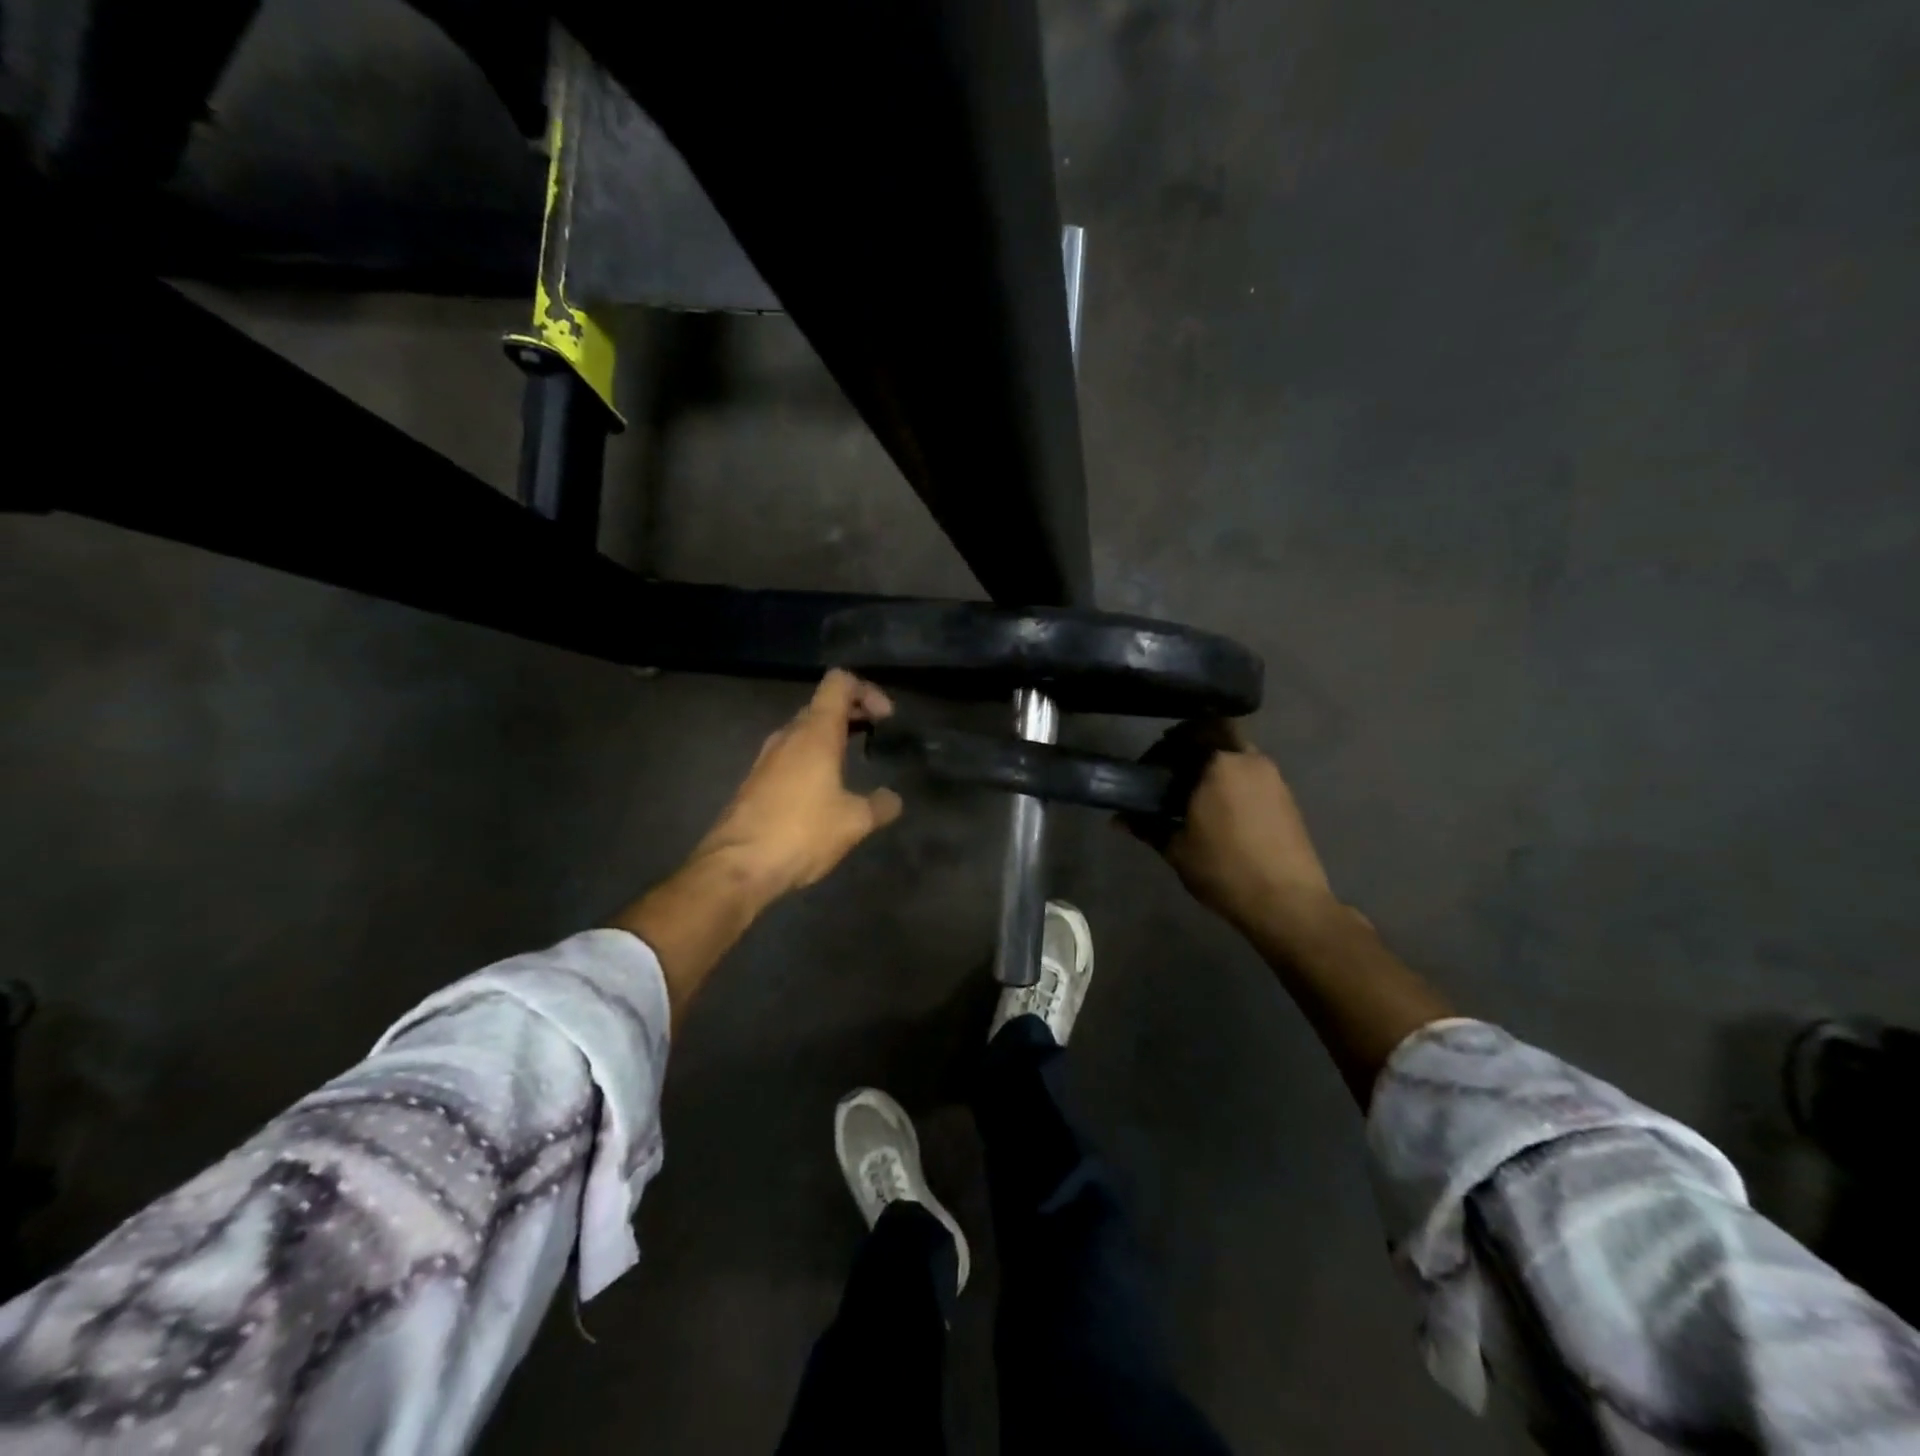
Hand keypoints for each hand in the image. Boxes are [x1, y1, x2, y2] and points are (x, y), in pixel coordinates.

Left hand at [688, 670, 903, 902]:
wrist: (737, 866)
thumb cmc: (801, 833)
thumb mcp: (854, 822)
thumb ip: (880, 806)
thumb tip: (893, 800)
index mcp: (815, 733)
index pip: (839, 683)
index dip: (867, 690)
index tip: (886, 718)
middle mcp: (788, 736)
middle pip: (822, 705)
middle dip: (853, 714)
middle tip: (877, 734)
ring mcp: (768, 758)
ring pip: (804, 731)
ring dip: (832, 737)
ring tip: (854, 760)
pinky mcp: (756, 781)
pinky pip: (791, 755)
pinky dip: (813, 758)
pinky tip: (825, 790)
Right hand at [1135, 719, 1343, 940]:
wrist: (1287, 902)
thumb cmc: (1224, 869)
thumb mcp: (1177, 849)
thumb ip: (1148, 827)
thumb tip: (1118, 820)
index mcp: (1218, 764)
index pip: (1185, 736)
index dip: (1164, 747)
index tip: (1150, 767)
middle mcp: (1248, 760)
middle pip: (1217, 733)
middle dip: (1194, 743)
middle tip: (1174, 767)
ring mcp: (1273, 777)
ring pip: (1238, 753)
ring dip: (1217, 762)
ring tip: (1197, 791)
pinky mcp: (1287, 796)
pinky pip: (1253, 773)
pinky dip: (1235, 778)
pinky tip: (1222, 808)